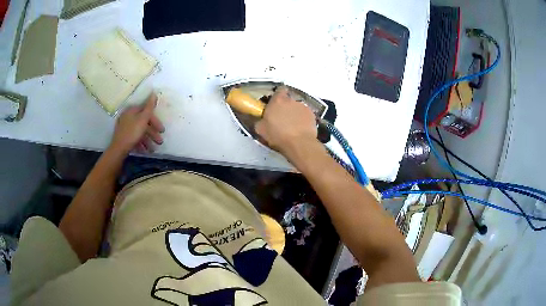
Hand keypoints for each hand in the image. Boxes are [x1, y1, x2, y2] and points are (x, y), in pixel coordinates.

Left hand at [109, 93, 164, 154]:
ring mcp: (124, 127)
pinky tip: (145, 150)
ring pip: (139, 132)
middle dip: (152, 133)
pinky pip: (134, 138)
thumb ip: (150, 106)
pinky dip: (140, 143)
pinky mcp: (123, 136)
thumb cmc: (133, 132)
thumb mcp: (143, 118)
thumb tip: (154, 93)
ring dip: (148, 140)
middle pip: (143, 123)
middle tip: (160, 141)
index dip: (155, 121)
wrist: (119, 148)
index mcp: (132, 110)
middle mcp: (127, 117)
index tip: (162, 130)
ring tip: (153, 149)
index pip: (146, 112)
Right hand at [255, 87, 317, 154]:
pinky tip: (300, 129)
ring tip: (292, 126)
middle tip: (282, 118)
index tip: (275, 104)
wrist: (299, 143)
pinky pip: (305, 115)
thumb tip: (262, 120)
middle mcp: (291, 100)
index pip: (279, 90)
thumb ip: (261, 120)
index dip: (278, 96)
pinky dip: (303, 120)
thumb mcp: (261, 129)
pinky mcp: (312, 115)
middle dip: (286, 107)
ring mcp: (303, 107)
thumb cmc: (278, 135)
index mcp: (277, 101)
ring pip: (297, 108)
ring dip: (294, 114)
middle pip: (288, 100)